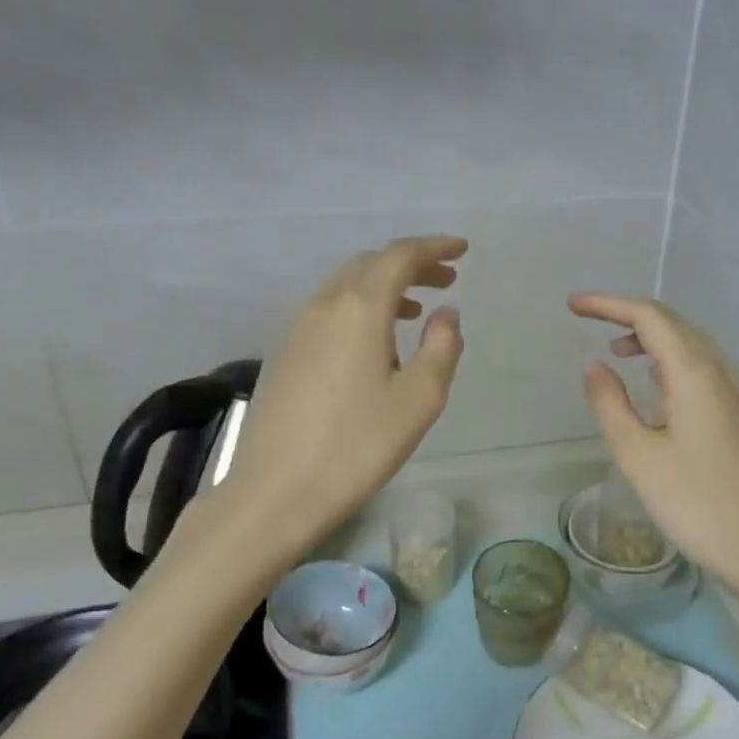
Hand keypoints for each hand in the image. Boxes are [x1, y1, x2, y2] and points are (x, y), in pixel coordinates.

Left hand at [220, 237, 466, 549]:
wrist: (276, 491)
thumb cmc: (358, 446)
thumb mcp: (419, 399)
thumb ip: (442, 346)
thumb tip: (446, 313)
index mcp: (358, 308)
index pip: (398, 257)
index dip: (433, 247)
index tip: (462, 250)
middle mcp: (324, 305)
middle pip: (370, 264)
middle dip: (410, 264)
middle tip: (446, 279)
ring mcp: (298, 328)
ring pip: (346, 285)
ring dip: (385, 286)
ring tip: (417, 310)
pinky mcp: (286, 352)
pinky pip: (330, 309)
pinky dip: (361, 307)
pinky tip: (376, 341)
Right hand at [569, 293, 738, 599]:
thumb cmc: (694, 502)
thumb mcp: (637, 454)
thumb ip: (609, 402)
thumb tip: (594, 363)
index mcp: (694, 372)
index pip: (649, 316)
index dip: (608, 304)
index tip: (573, 305)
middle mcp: (721, 370)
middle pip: (672, 323)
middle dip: (628, 314)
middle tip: (588, 319)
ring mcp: (737, 391)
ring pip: (690, 343)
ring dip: (652, 337)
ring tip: (617, 351)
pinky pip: (702, 366)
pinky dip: (670, 359)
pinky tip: (656, 384)